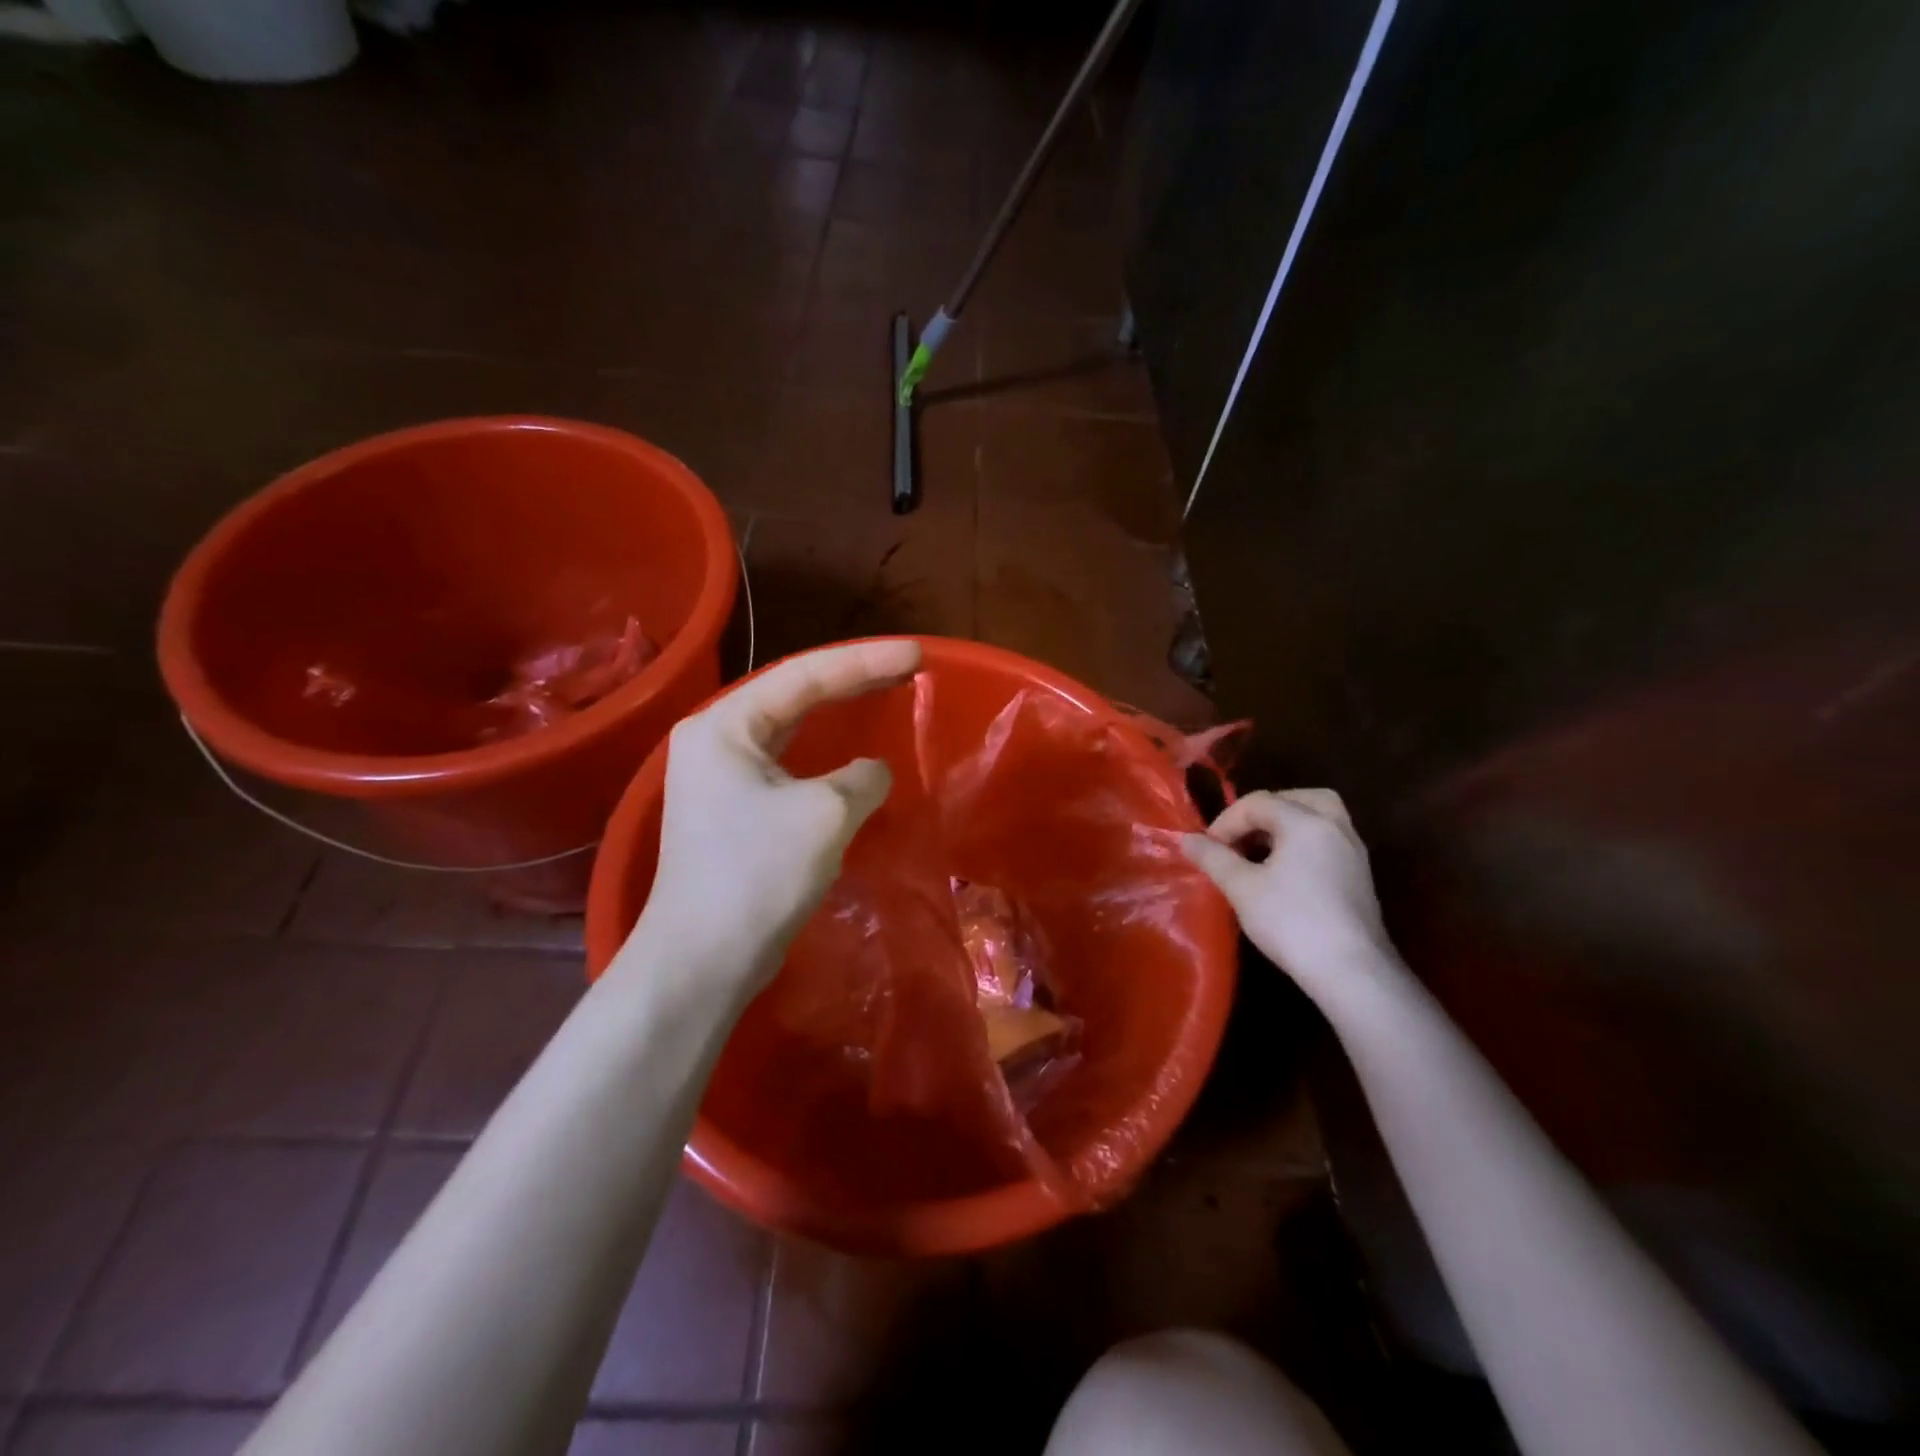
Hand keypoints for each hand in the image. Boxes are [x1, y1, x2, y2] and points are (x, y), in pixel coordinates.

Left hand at [625, 639, 922, 996]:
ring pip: (792, 731)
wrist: (703, 961)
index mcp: (725, 726)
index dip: (864, 661)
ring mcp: (722, 779)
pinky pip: (790, 766)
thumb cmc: (756, 876)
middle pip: (795, 695)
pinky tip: (855, 757)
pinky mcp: (736, 813)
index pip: (804, 675)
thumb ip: (860, 778)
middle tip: (908, 667)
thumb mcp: (824, 814)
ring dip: (839, 713)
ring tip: (886, 693)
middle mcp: (716, 741)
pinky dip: (827, 755)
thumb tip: (873, 772)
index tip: (916, 655)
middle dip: (854, 679)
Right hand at [1181, 789, 1398, 1000]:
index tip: (1207, 849)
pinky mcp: (1359, 876)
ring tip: (1258, 851)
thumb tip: (1187, 839)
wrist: (1351, 971)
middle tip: (1240, 837)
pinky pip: (1327, 840)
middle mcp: (1335, 827)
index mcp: (1306, 822)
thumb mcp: (1241, 888)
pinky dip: (1302, 842)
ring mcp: (1353, 851)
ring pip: (1318, 817)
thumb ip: (1213, 858)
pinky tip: (1284, 871)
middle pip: (1297, 799)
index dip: (1226, 822)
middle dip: (1263, 812)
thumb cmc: (1292, 922)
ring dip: (1285, 826)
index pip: (1258, 803)